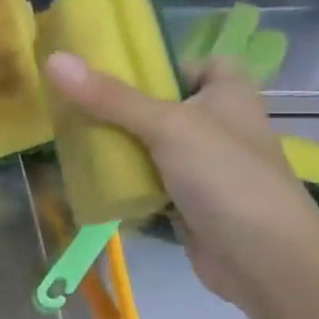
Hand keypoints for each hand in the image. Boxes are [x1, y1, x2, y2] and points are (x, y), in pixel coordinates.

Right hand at [44, 51, 318, 306]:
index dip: (166, 65)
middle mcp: (219, 126)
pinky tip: (90, 181)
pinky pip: (148, 183)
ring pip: (151, 147)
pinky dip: (124, 183)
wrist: (263, 259)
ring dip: (118, 147)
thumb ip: (110, 97)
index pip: (201, 64)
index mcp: (229, 95)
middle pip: (164, 106)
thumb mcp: (166, 125)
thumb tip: (54, 59)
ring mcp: (205, 168)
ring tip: (72, 140)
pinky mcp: (189, 203)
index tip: (121, 75)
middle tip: (76, 106)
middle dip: (122, 108)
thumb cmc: (225, 176)